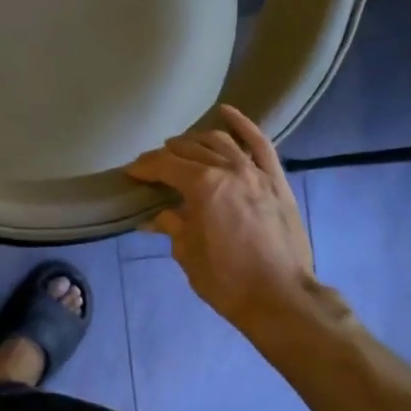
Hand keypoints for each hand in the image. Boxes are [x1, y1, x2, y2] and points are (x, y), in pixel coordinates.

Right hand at [126, 105, 317, 328]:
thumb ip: (171, 225)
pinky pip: (260, 144)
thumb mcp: (187, 253)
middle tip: (152, 166)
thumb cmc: (226, 279)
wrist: (279, 297)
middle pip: (189, 151)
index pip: (165, 165)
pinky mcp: (277, 181)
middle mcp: (229, 170)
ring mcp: (256, 172)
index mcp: (202, 187)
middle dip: (166, 155)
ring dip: (196, 140)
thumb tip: (154, 217)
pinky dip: (243, 125)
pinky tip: (226, 113)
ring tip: (181, 147)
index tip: (130, 173)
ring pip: (220, 141)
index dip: (144, 167)